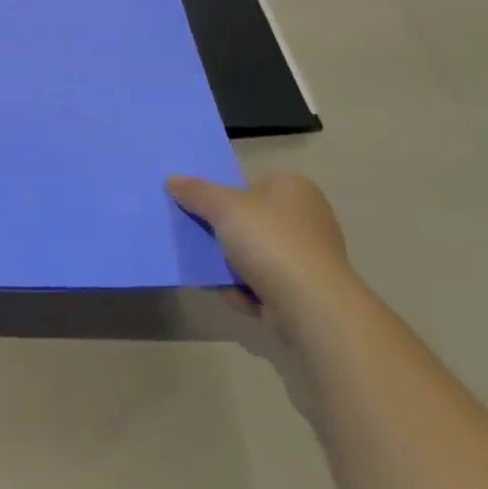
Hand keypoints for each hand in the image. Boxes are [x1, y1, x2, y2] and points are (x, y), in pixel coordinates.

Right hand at [168, 171, 357, 338]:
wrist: (312, 308)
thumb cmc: (270, 243)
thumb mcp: (224, 207)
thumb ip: (197, 192)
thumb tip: (174, 180)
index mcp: (294, 187)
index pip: (249, 182)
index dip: (222, 193)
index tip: (198, 208)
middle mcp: (307, 217)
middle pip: (250, 219)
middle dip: (223, 233)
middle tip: (196, 239)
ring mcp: (309, 256)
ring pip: (255, 254)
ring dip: (231, 265)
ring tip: (209, 272)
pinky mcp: (307, 290)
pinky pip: (266, 283)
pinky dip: (248, 290)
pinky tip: (234, 296)